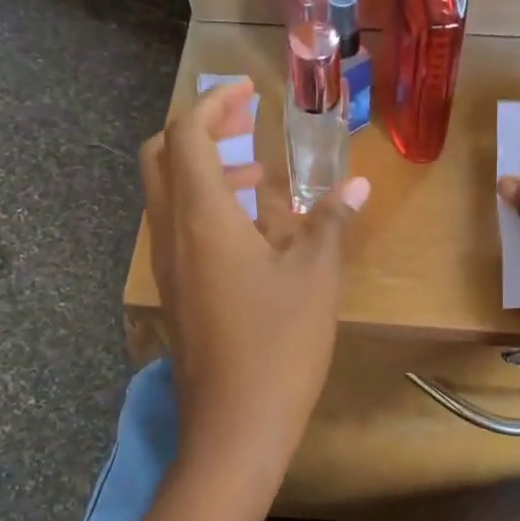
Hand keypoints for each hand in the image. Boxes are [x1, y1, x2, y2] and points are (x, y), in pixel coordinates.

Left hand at [139, 78, 370, 488]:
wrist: (233, 428)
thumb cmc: (278, 345)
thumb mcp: (316, 277)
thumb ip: (333, 222)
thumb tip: (357, 184)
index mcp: (201, 216)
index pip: (187, 134)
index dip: (215, 104)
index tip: (250, 93)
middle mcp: (172, 232)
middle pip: (162, 156)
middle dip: (201, 130)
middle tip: (248, 127)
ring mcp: (168, 266)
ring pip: (170, 195)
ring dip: (209, 173)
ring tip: (263, 182)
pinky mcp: (176, 293)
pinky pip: (181, 230)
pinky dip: (209, 210)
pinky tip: (256, 235)